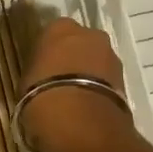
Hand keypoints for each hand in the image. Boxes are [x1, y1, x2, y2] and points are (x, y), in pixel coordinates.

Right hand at [19, 17, 135, 151]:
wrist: (81, 122)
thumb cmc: (42, 94)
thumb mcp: (27, 81)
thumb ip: (38, 72)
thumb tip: (43, 78)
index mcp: (59, 28)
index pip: (52, 33)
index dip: (48, 51)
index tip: (42, 67)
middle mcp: (89, 34)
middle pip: (80, 43)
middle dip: (73, 58)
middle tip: (60, 80)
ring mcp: (111, 55)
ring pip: (96, 60)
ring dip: (88, 73)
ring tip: (75, 97)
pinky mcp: (125, 79)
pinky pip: (106, 79)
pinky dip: (99, 88)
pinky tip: (88, 106)